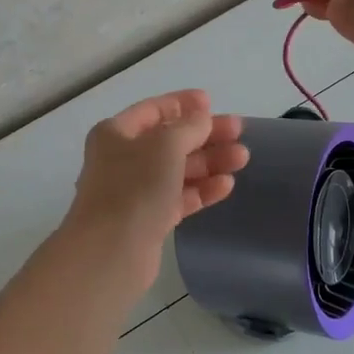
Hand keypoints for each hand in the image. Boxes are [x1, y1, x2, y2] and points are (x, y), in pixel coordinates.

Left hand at [57, 90, 247, 298]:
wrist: (110, 252)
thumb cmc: (134, 187)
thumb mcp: (166, 145)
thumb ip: (189, 127)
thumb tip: (202, 118)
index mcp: (116, 133)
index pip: (154, 110)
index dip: (183, 104)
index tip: (212, 102)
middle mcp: (122, 159)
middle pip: (170, 140)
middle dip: (205, 135)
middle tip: (239, 132)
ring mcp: (135, 191)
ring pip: (177, 169)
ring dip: (209, 162)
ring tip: (242, 158)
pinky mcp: (148, 220)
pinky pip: (179, 197)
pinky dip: (201, 189)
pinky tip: (226, 185)